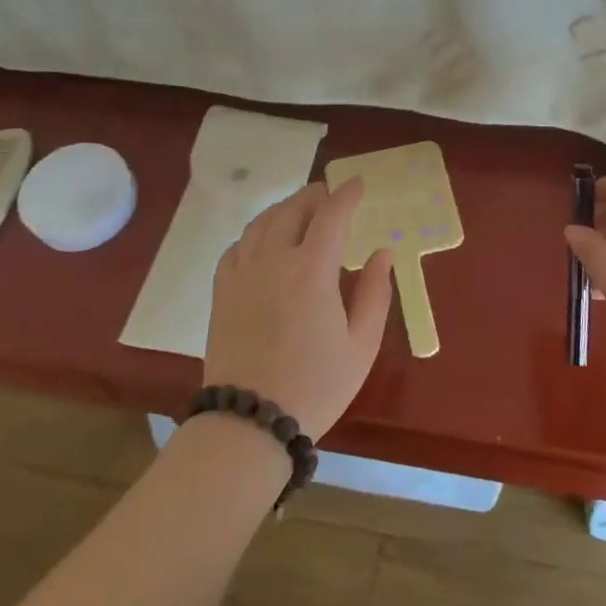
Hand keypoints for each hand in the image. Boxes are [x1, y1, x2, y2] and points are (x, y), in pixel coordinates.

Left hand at [205, 180, 394, 439]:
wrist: (249, 422)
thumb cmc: (315, 386)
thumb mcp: (360, 345)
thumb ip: (374, 293)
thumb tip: (382, 253)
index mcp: (312, 271)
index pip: (331, 215)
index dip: (346, 194)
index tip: (358, 183)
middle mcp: (274, 261)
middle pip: (292, 209)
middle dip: (315, 195)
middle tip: (331, 194)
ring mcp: (242, 274)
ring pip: (262, 222)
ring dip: (285, 208)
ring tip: (300, 210)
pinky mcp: (222, 292)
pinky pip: (237, 246)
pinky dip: (256, 233)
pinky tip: (265, 242)